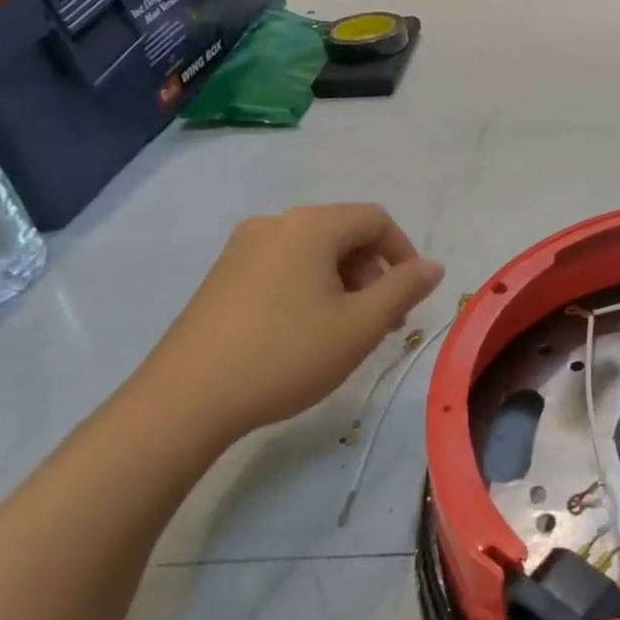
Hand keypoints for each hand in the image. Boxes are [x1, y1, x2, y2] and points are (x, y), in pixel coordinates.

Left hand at [121, 204, 444, 448]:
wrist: (186, 399)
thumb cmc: (287, 354)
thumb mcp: (360, 325)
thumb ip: (404, 289)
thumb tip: (433, 266)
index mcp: (311, 226)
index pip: (375, 219)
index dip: (404, 253)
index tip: (411, 297)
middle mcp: (275, 224)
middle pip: (343, 233)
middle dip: (373, 272)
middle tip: (383, 322)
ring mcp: (242, 249)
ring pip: (313, 253)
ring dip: (344, 283)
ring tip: (347, 332)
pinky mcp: (222, 277)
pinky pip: (283, 268)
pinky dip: (310, 289)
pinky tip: (306, 333)